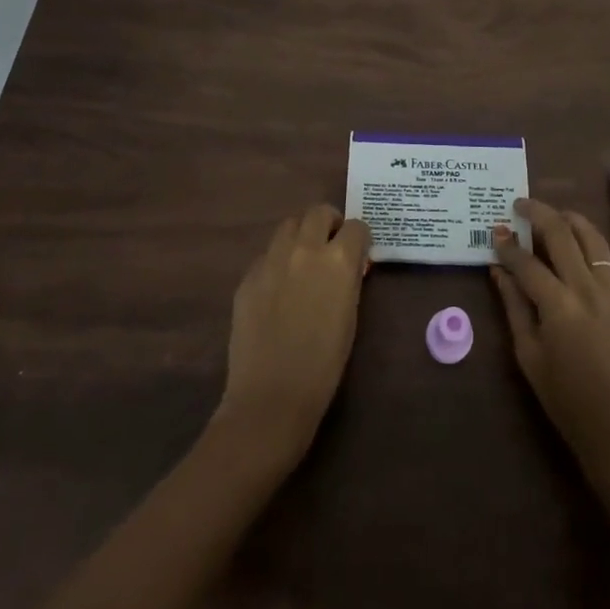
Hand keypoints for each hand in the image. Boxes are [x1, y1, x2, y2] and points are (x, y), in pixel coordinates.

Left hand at [214, 206, 370, 465]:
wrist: (272, 396)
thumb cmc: (324, 364)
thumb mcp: (350, 315)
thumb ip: (349, 279)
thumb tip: (349, 265)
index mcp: (338, 260)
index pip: (357, 227)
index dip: (360, 240)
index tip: (359, 254)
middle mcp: (305, 248)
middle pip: (319, 212)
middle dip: (330, 223)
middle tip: (331, 245)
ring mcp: (272, 259)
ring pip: (289, 224)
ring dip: (302, 234)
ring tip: (304, 260)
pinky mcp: (248, 275)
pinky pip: (268, 254)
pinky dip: (278, 260)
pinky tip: (279, 288)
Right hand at [491, 198, 609, 488]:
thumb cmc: (567, 401)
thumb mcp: (529, 356)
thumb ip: (514, 307)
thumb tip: (498, 270)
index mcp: (558, 307)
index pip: (527, 262)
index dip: (508, 244)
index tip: (495, 230)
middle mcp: (587, 289)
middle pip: (561, 234)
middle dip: (537, 213)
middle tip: (519, 204)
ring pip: (590, 236)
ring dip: (567, 218)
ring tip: (549, 212)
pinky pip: (605, 256)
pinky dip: (588, 238)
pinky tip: (574, 239)